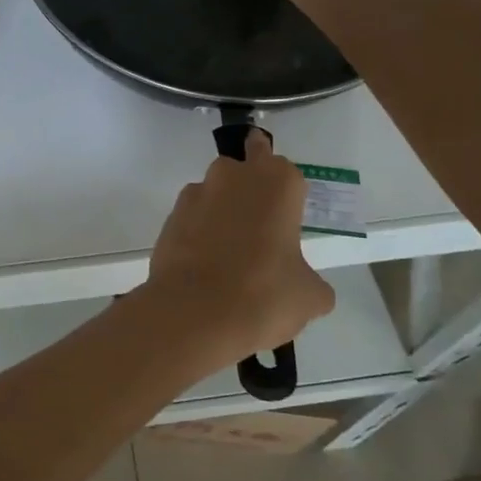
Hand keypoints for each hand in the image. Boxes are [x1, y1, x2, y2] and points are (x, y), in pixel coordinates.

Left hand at [139, 128, 334, 372]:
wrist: (193, 312)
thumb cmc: (264, 294)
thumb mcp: (309, 296)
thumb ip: (310, 279)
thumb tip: (304, 284)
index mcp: (277, 182)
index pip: (284, 169)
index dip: (285, 191)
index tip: (285, 214)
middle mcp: (234, 175)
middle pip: (245, 169)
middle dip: (250, 189)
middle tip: (259, 228)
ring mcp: (197, 192)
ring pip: (215, 191)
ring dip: (223, 211)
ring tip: (230, 254)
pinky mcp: (171, 215)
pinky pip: (193, 216)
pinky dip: (199, 231)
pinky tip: (206, 264)